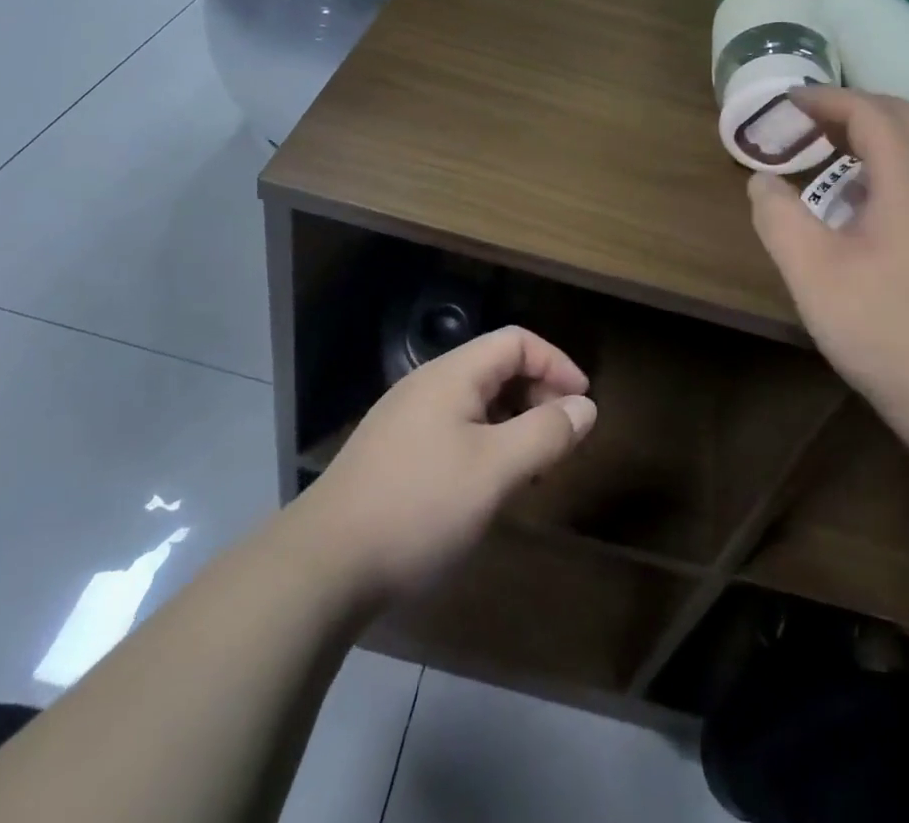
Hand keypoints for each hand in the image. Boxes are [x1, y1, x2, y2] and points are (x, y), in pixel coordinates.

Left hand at [295, 326, 596, 605]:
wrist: (322, 565)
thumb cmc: (418, 507)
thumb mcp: (495, 471)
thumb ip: (545, 434)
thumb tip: (585, 406)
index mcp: (452, 375)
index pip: (516, 341)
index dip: (556, 363)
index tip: (582, 404)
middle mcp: (427, 385)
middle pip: (496, 367)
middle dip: (537, 394)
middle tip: (559, 440)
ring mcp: (405, 418)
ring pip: (475, 402)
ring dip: (512, 422)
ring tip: (530, 468)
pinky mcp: (393, 452)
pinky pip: (453, 429)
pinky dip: (485, 443)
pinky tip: (486, 486)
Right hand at [747, 87, 908, 422]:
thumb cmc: (885, 327)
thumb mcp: (812, 272)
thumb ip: (778, 217)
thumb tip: (763, 182)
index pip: (870, 112)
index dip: (826, 99)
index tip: (788, 101)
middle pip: (905, 119)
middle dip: (854, 108)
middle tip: (810, 120)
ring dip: (877, 138)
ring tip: (833, 157)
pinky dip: (894, 169)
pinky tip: (868, 209)